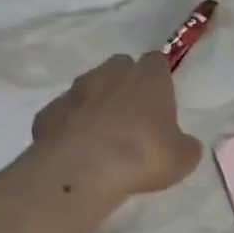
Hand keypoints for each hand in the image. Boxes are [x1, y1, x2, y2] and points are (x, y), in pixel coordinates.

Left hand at [31, 52, 203, 198]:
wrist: (81, 171)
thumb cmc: (141, 156)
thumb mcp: (182, 159)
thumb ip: (184, 145)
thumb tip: (182, 144)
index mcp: (148, 78)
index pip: (156, 61)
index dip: (159, 78)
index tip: (161, 99)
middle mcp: (110, 74)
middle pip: (120, 67)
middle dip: (125, 85)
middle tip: (132, 116)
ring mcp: (75, 91)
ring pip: (88, 88)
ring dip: (95, 104)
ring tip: (101, 137)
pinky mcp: (48, 112)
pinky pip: (64, 114)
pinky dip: (70, 126)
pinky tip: (76, 150)